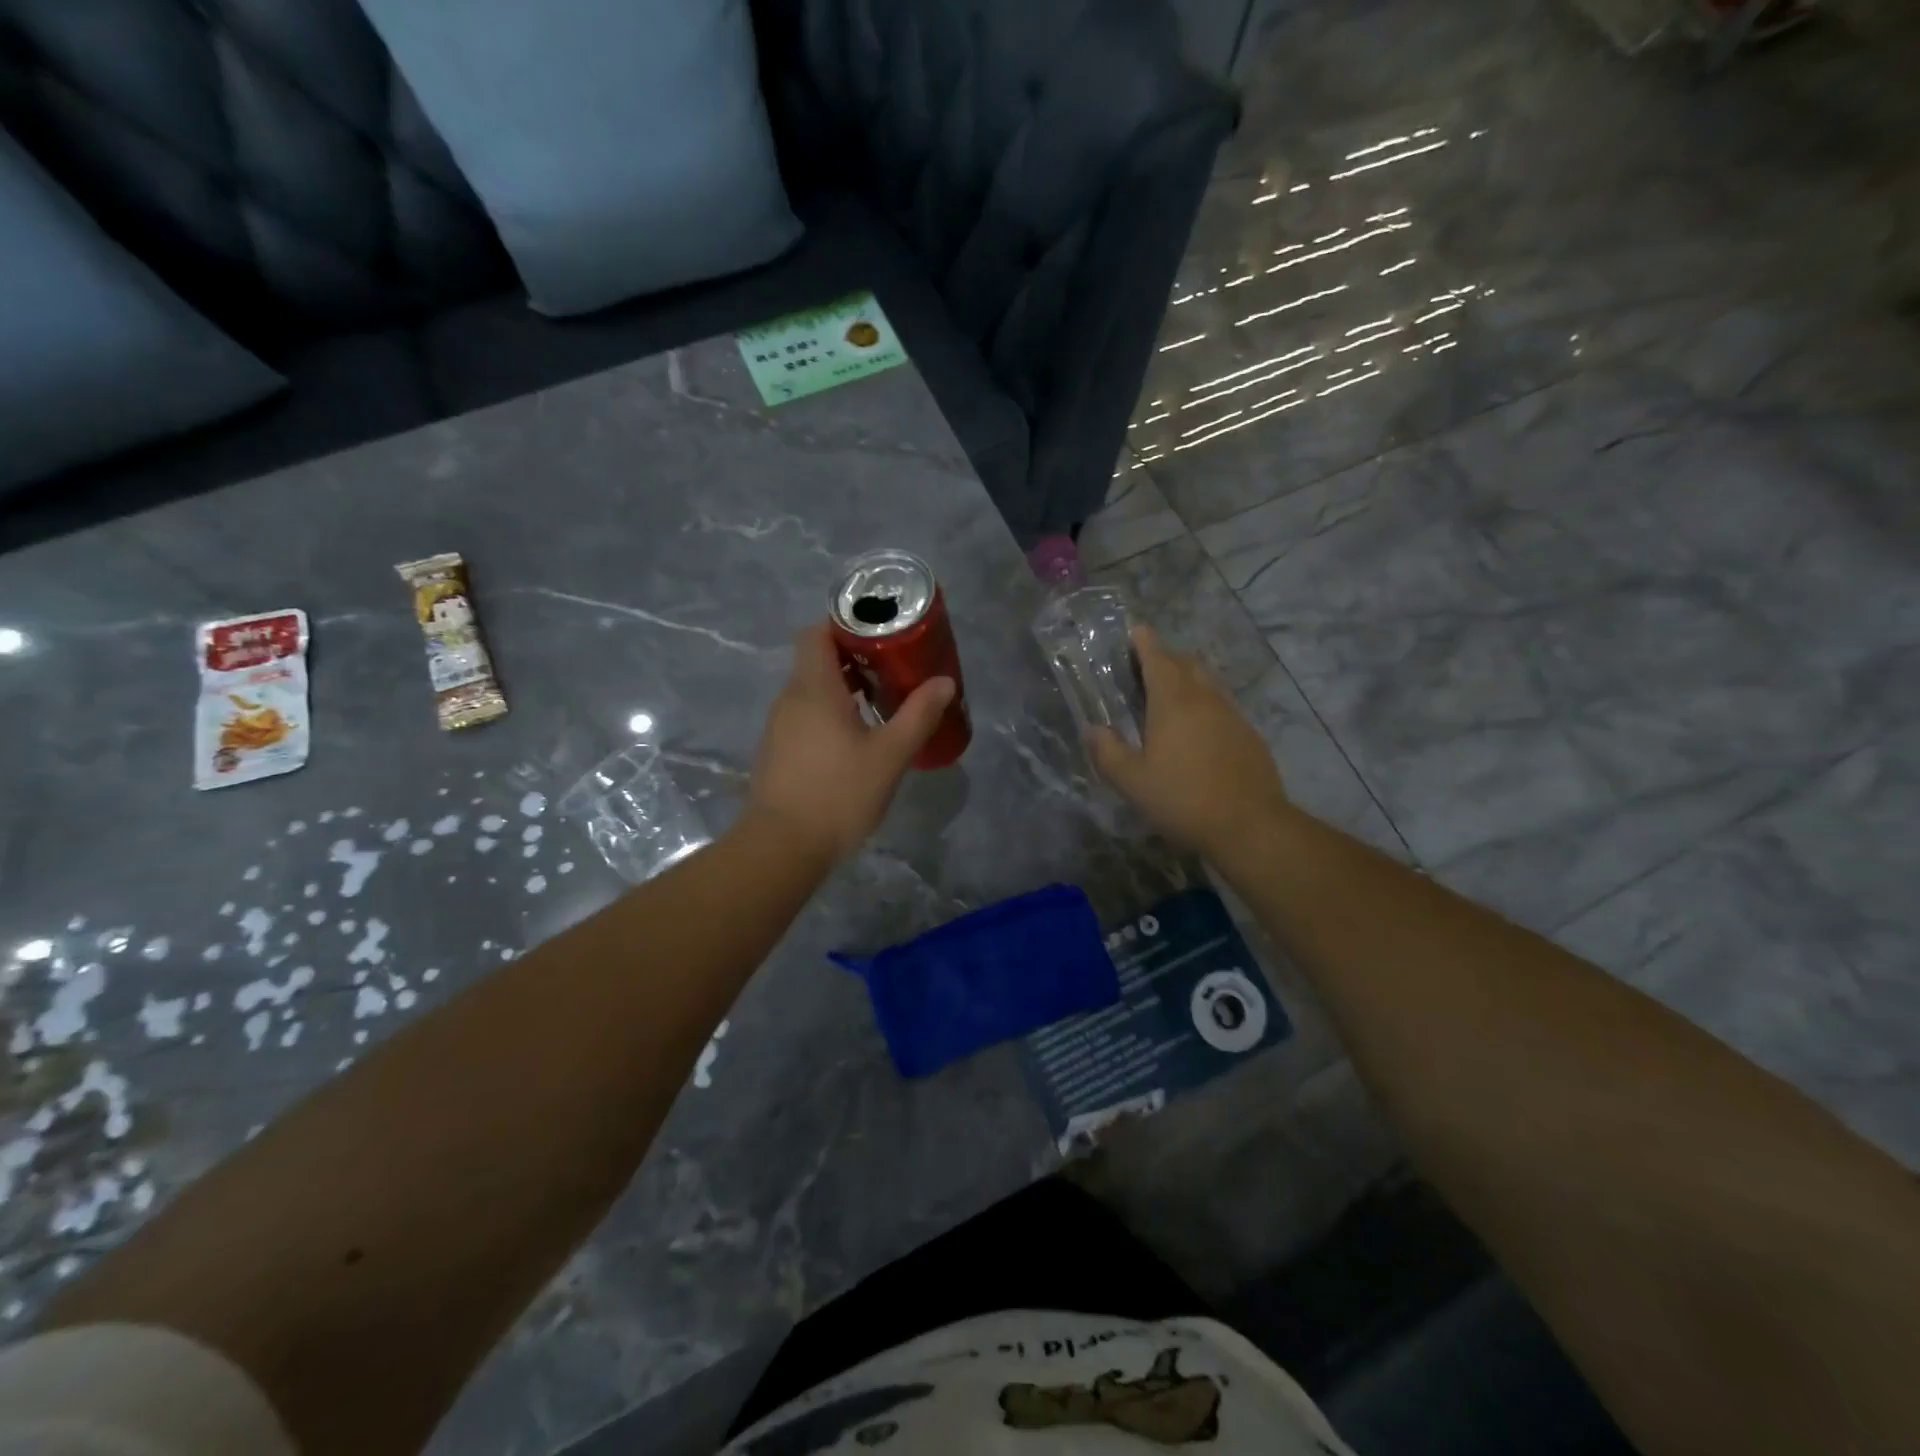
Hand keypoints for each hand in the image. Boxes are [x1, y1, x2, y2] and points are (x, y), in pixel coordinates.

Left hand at [745, 623, 954, 866]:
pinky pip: (806, 716)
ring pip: (812, 690)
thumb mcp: (889, 755)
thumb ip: (918, 716)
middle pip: (818, 660)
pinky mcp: (778, 752)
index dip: (846, 624)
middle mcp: (790, 699)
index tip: (881, 632)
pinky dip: (831, 713)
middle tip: (894, 668)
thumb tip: (944, 682)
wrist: (782, 847)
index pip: (818, 632)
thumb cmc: (838, 794)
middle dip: (855, 658)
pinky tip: (857, 739)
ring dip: (844, 688)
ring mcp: (779, 727)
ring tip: (882, 703)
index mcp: (813, 688)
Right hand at [1087, 626, 1289, 853]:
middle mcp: (1205, 699)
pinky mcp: (1249, 735)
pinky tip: (1198, 730)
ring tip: (1170, 696)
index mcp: (1173, 702)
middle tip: (1146, 666)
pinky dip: (1205, 704)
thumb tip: (1093, 729)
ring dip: (1187, 679)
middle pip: (1186, 664)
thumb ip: (1108, 752)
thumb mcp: (1132, 782)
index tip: (1135, 631)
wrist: (1250, 825)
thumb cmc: (1183, 799)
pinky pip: (1222, 706)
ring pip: (1208, 683)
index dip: (1145, 642)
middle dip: (1166, 658)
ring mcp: (1232, 715)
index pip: (1158, 658)